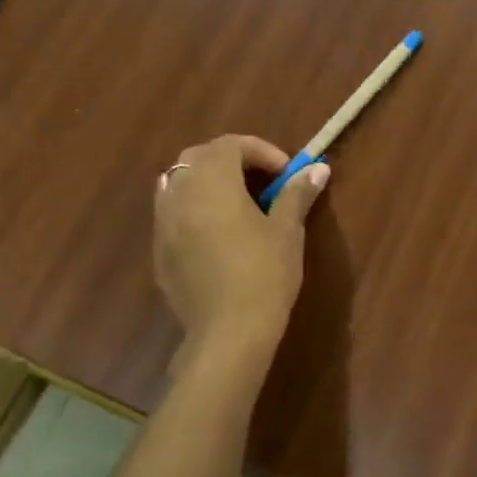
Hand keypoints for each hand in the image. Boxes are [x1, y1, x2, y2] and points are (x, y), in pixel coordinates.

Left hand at [155, 135, 327, 354]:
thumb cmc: (264, 274)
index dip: (261, 151)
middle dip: (230, 161)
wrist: (227, 333)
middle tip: (261, 182)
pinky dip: (193, 210)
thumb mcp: (287, 231)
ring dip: (207, 183)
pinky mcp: (159, 252)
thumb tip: (317, 169)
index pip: (230, 144)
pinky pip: (172, 215)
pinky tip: (216, 236)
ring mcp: (163, 224)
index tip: (286, 173)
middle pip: (198, 158)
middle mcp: (180, 194)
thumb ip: (296, 194)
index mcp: (212, 181)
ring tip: (236, 204)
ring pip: (179, 184)